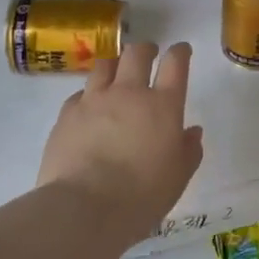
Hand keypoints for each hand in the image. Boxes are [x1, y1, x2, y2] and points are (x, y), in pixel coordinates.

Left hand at [37, 41, 203, 243]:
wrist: (84, 208)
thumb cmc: (141, 196)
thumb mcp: (178, 178)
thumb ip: (188, 150)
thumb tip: (192, 131)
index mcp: (163, 105)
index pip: (175, 63)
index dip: (180, 52)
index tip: (181, 50)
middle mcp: (129, 93)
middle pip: (137, 53)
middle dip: (146, 49)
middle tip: (149, 55)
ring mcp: (94, 100)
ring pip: (105, 65)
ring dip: (115, 65)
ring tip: (116, 74)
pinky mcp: (66, 114)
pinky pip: (79, 94)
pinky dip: (88, 95)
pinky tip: (88, 108)